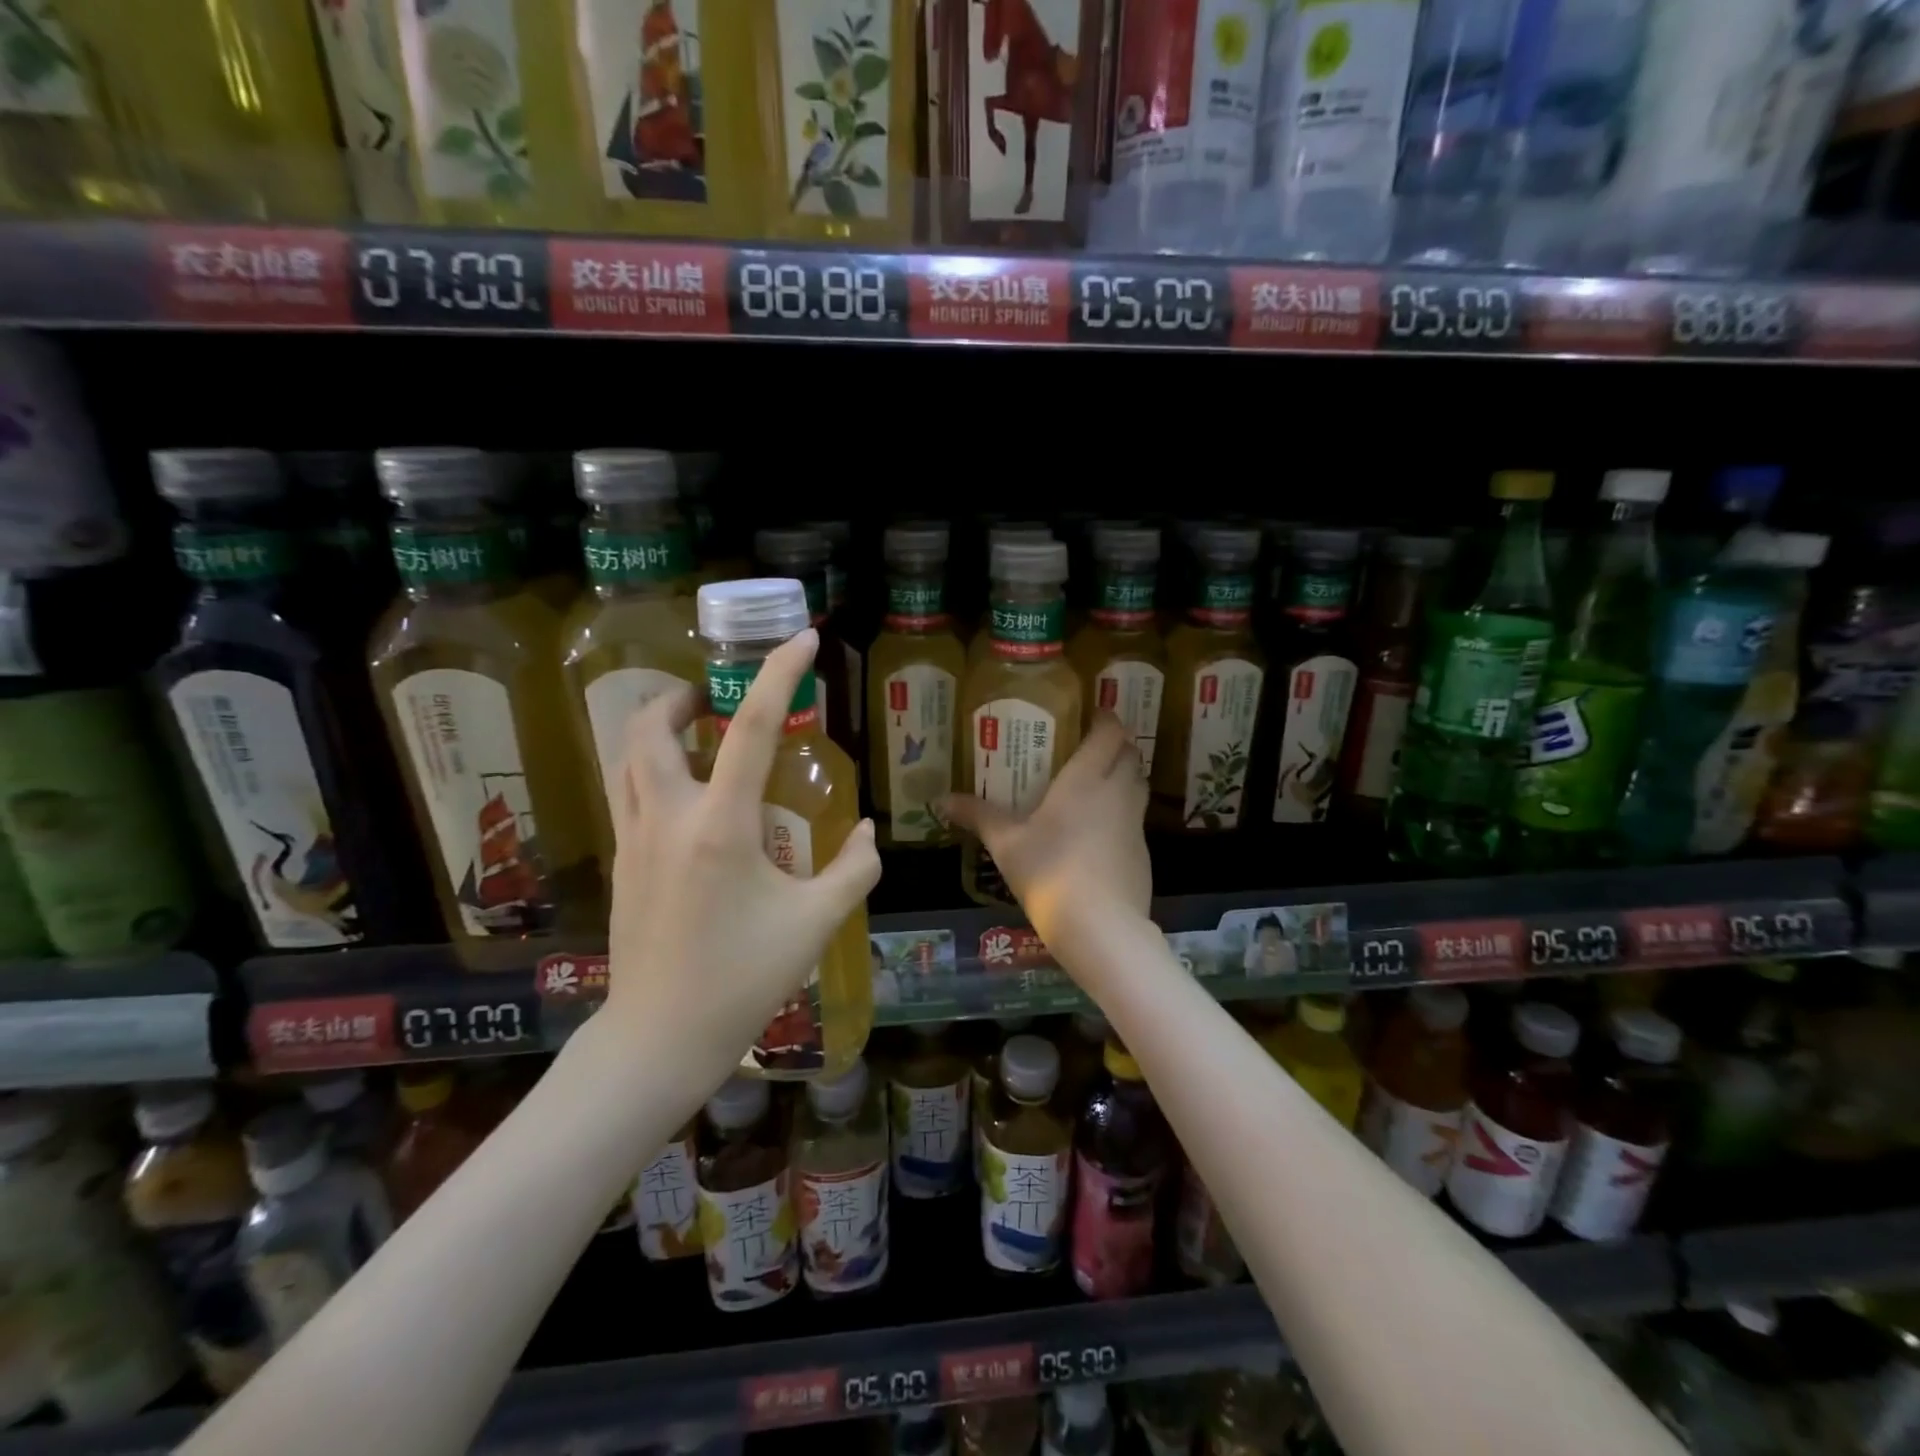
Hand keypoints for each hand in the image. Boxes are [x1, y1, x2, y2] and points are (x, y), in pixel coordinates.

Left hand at [603, 629, 880, 1086]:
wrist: (660, 1037)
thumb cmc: (743, 978)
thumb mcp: (817, 923)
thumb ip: (855, 870)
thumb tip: (869, 832)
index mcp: (722, 826)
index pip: (752, 728)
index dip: (780, 675)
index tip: (802, 640)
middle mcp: (669, 817)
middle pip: (652, 726)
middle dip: (683, 696)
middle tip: (718, 700)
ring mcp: (635, 838)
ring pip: (628, 755)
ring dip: (659, 728)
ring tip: (699, 733)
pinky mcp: (622, 861)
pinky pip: (629, 790)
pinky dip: (653, 766)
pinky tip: (688, 795)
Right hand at [942, 713, 1151, 964]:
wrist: (1100, 927)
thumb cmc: (1048, 871)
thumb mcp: (1006, 843)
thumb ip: (978, 816)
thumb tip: (940, 799)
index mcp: (1086, 778)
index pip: (1110, 732)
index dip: (1105, 719)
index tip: (1092, 716)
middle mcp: (1117, 792)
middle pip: (1130, 755)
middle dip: (1116, 746)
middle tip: (1089, 750)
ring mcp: (1135, 824)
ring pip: (1138, 786)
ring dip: (1124, 778)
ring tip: (1095, 786)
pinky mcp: (1143, 854)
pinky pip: (1136, 820)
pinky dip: (1123, 815)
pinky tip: (1098, 835)